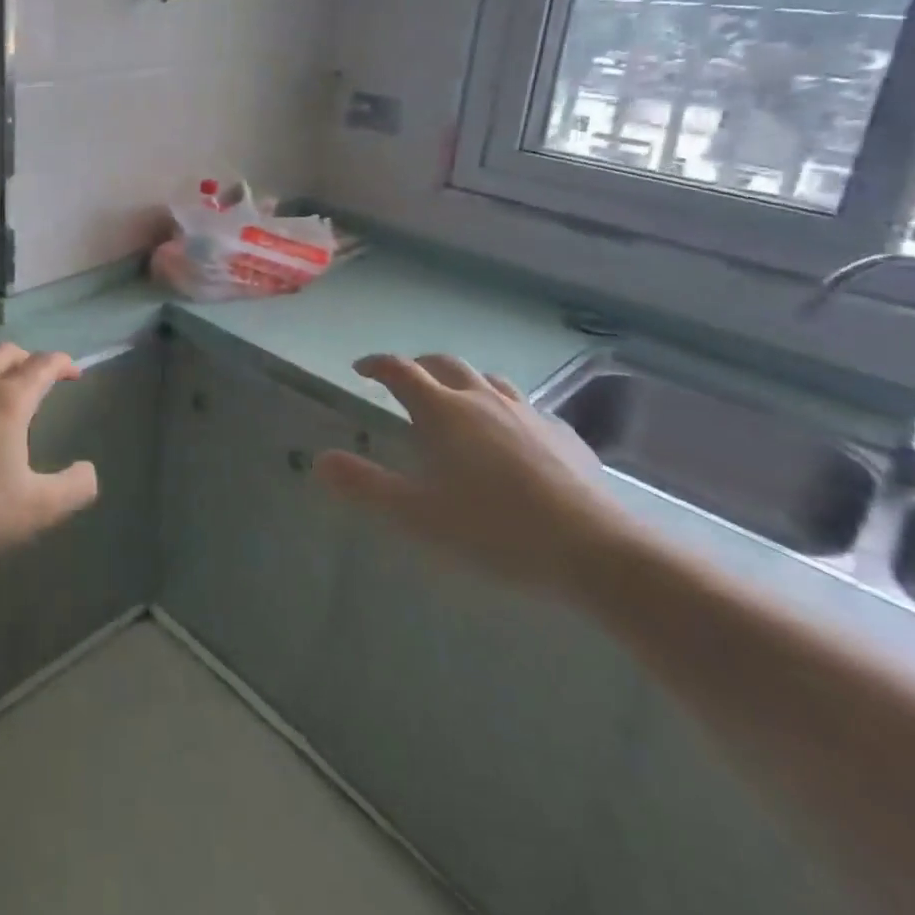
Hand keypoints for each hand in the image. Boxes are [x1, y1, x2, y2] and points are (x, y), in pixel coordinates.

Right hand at [315, 354, 626, 595]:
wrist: (594, 550)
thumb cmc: (493, 529)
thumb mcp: (417, 515)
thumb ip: (365, 486)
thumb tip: (320, 460)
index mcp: (442, 410)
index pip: (400, 370)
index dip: (376, 365)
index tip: (361, 369)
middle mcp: (482, 398)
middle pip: (443, 364)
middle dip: (418, 366)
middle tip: (404, 382)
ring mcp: (527, 412)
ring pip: (487, 380)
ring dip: (463, 382)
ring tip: (456, 402)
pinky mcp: (563, 434)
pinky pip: (526, 408)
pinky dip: (504, 409)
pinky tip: (512, 436)